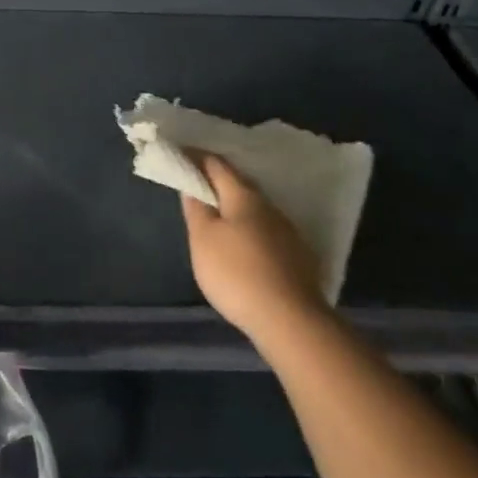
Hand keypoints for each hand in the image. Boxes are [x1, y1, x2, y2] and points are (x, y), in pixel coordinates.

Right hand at [181, 153, 327, 339]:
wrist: (291, 321)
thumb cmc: (237, 273)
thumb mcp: (203, 239)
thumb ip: (196, 208)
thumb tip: (192, 185)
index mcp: (243, 196)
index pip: (216, 164)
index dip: (195, 157)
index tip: (179, 155)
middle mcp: (269, 206)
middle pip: (238, 185)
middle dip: (216, 183)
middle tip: (195, 188)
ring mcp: (287, 232)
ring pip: (254, 210)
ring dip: (234, 208)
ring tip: (217, 219)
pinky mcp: (298, 257)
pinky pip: (266, 231)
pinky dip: (249, 230)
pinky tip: (243, 247)